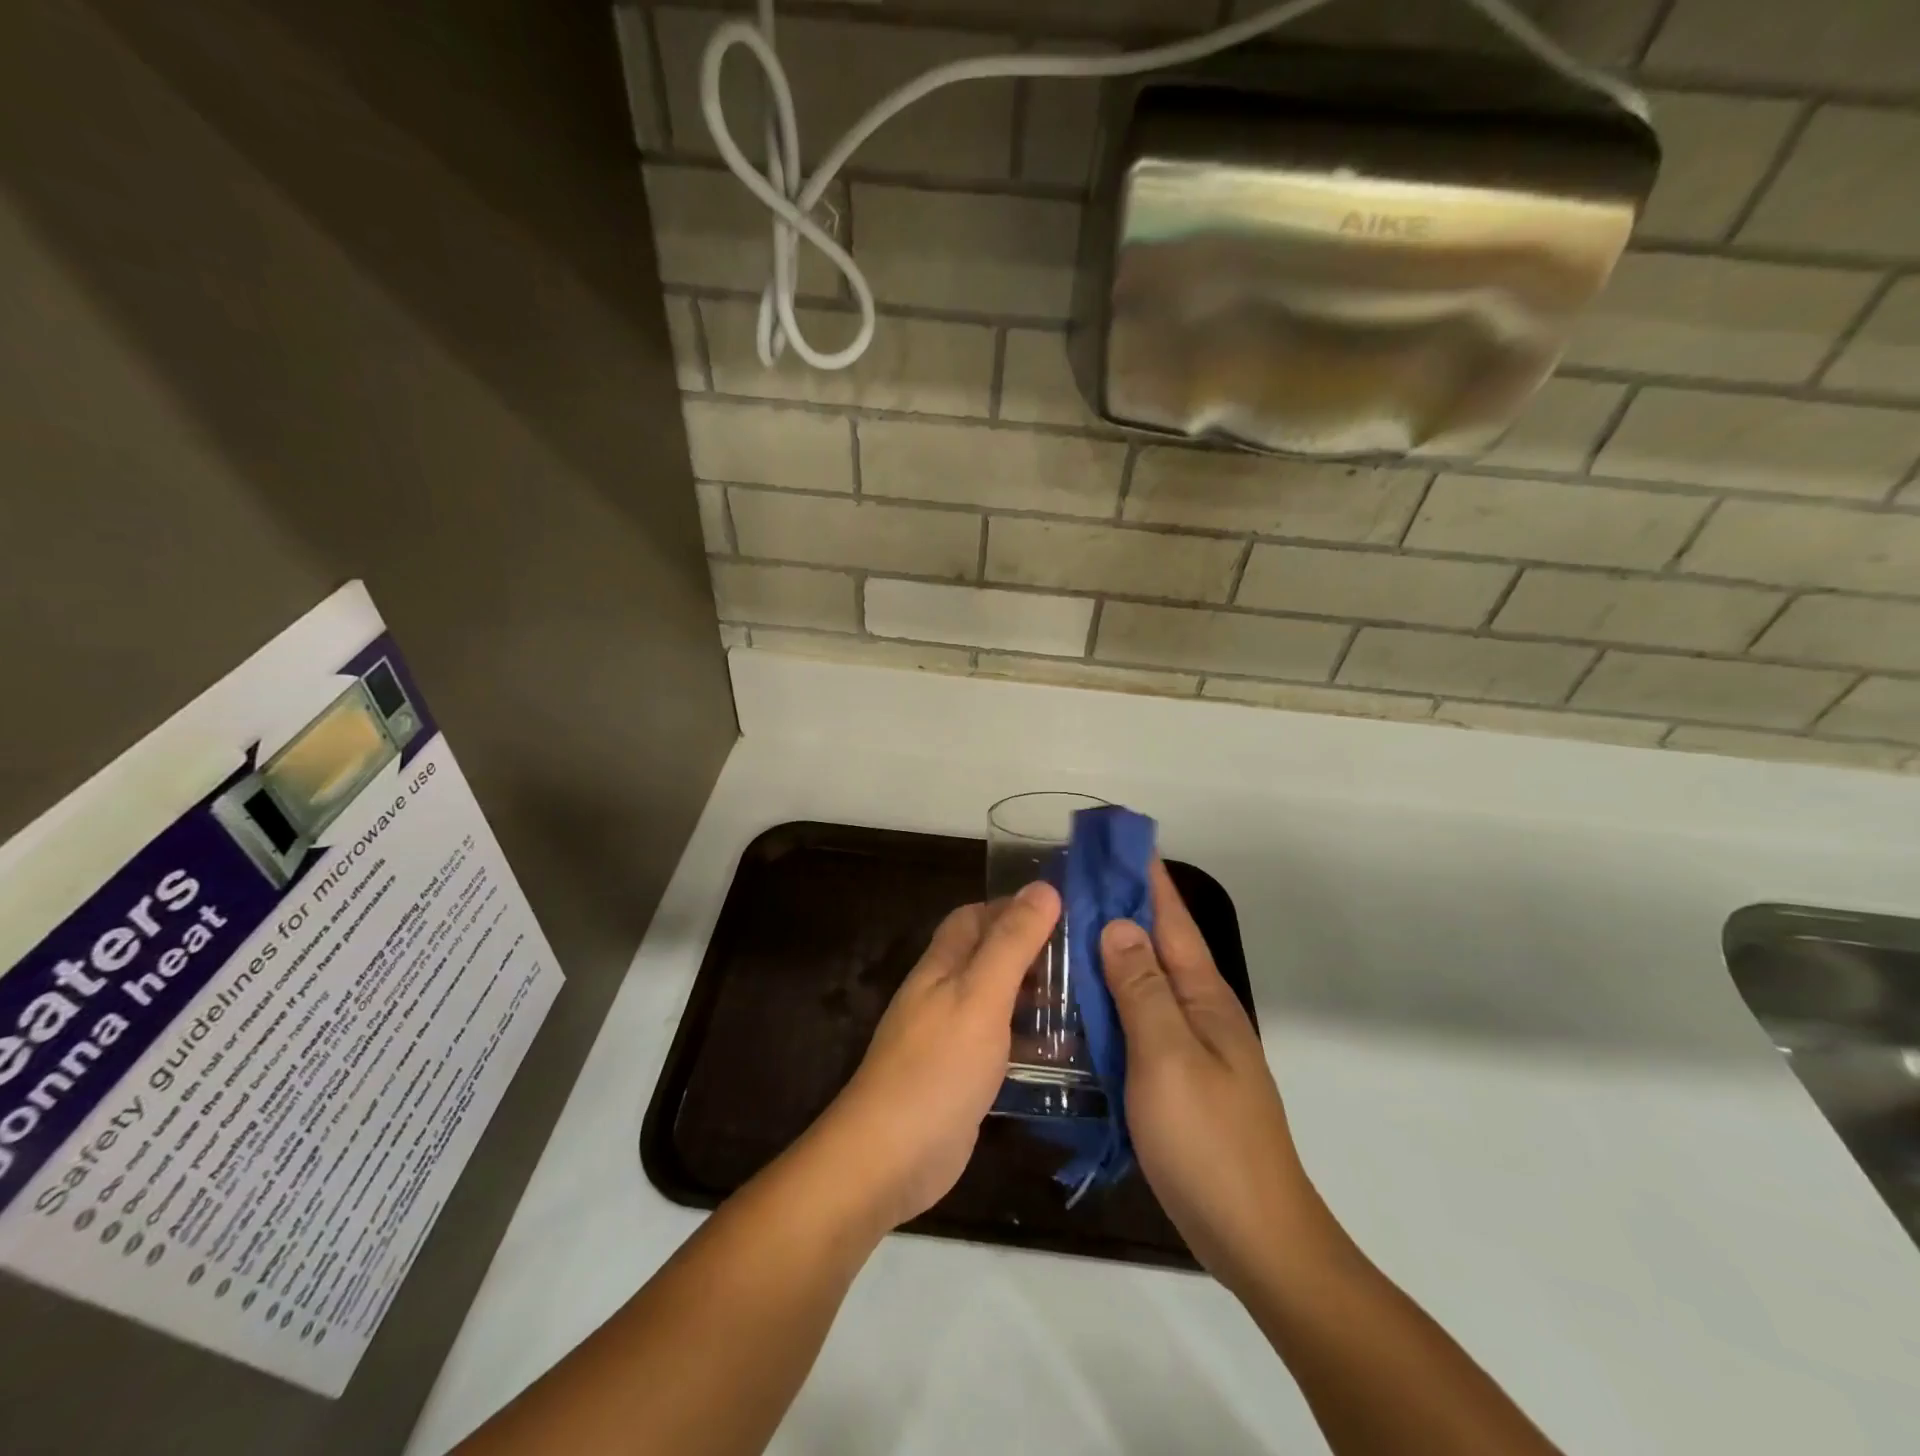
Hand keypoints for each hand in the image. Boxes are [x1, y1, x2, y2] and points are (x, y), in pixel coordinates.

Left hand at [811, 882, 1059, 1231]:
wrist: (890, 1157)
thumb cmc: (937, 1067)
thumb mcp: (981, 995)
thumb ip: (1012, 943)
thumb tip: (1044, 887)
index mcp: (943, 965)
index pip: (976, 916)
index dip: (1014, 908)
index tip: (1064, 913)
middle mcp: (944, 993)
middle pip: (989, 957)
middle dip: (1032, 952)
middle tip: (1085, 960)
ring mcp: (951, 1037)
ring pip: (997, 1001)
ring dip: (1034, 997)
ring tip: (1087, 1000)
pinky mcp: (962, 1077)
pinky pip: (1000, 1044)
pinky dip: (1029, 1040)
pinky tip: (1064, 1053)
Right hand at [1103, 863, 1329, 1293]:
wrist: (1254, 1235)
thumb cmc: (1209, 1140)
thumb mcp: (1167, 1057)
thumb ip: (1141, 989)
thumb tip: (1118, 924)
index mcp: (1203, 994)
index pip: (1170, 916)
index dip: (1143, 875)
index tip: (1112, 840)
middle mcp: (1199, 1009)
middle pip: (1156, 942)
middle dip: (1120, 906)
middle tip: (1068, 881)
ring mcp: (1189, 1044)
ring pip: (1144, 980)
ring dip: (1111, 950)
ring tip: (1065, 928)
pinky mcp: (1175, 1075)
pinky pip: (1138, 1018)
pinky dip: (1111, 997)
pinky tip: (1080, 1000)